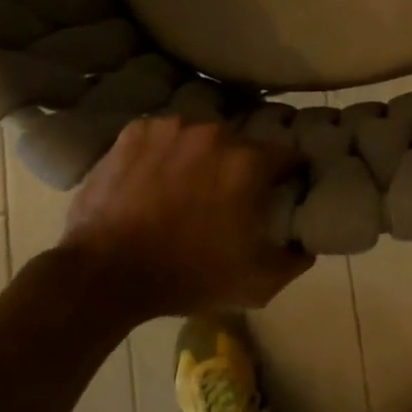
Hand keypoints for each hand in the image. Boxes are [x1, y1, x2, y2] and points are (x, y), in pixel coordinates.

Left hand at [59, 116, 311, 319]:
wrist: (105, 273)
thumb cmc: (186, 277)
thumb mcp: (255, 284)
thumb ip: (293, 260)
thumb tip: (307, 242)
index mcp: (248, 163)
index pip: (287, 154)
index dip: (289, 171)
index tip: (285, 185)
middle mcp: (215, 133)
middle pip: (240, 144)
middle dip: (239, 165)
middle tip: (226, 194)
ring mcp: (172, 127)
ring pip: (199, 136)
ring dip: (199, 155)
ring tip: (184, 185)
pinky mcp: (136, 131)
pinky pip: (162, 135)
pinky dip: (162, 151)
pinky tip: (152, 177)